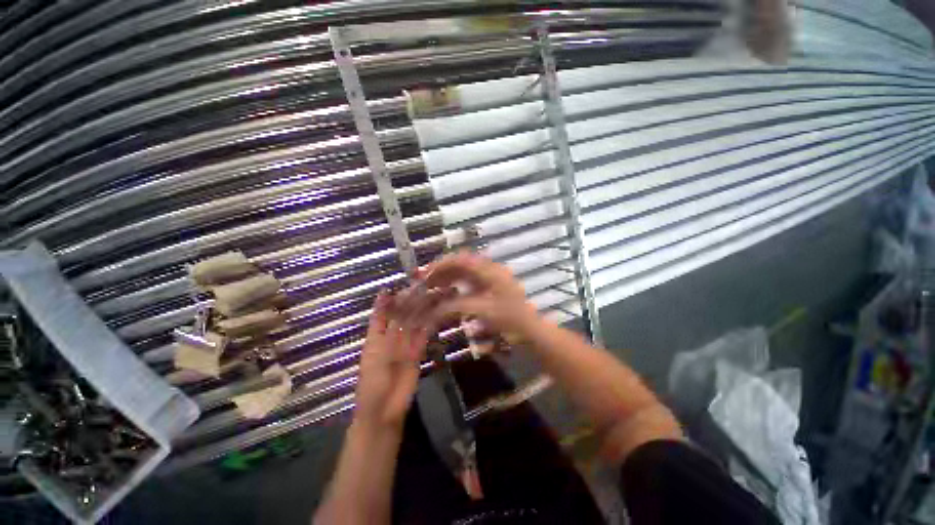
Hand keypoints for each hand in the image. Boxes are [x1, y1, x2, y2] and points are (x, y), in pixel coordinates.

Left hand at [354, 291, 429, 431]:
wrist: (384, 411)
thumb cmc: (372, 381)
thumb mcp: (375, 350)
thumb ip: (384, 323)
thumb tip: (385, 296)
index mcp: (376, 335)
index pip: (383, 311)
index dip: (390, 298)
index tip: (403, 283)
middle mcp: (391, 336)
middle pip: (402, 315)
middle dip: (412, 301)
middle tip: (426, 286)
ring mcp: (405, 344)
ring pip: (415, 322)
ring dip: (424, 310)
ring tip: (435, 294)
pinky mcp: (418, 352)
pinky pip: (423, 335)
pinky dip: (430, 324)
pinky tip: (438, 312)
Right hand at [422, 252, 541, 336]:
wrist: (530, 329)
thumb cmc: (510, 319)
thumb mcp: (483, 311)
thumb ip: (457, 306)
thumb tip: (433, 309)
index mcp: (489, 270)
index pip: (460, 259)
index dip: (441, 265)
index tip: (425, 274)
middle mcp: (488, 269)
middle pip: (460, 263)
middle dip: (441, 270)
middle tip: (425, 281)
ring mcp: (489, 277)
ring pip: (463, 271)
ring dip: (447, 276)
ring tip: (432, 286)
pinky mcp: (488, 286)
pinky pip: (467, 280)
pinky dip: (455, 284)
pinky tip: (447, 292)